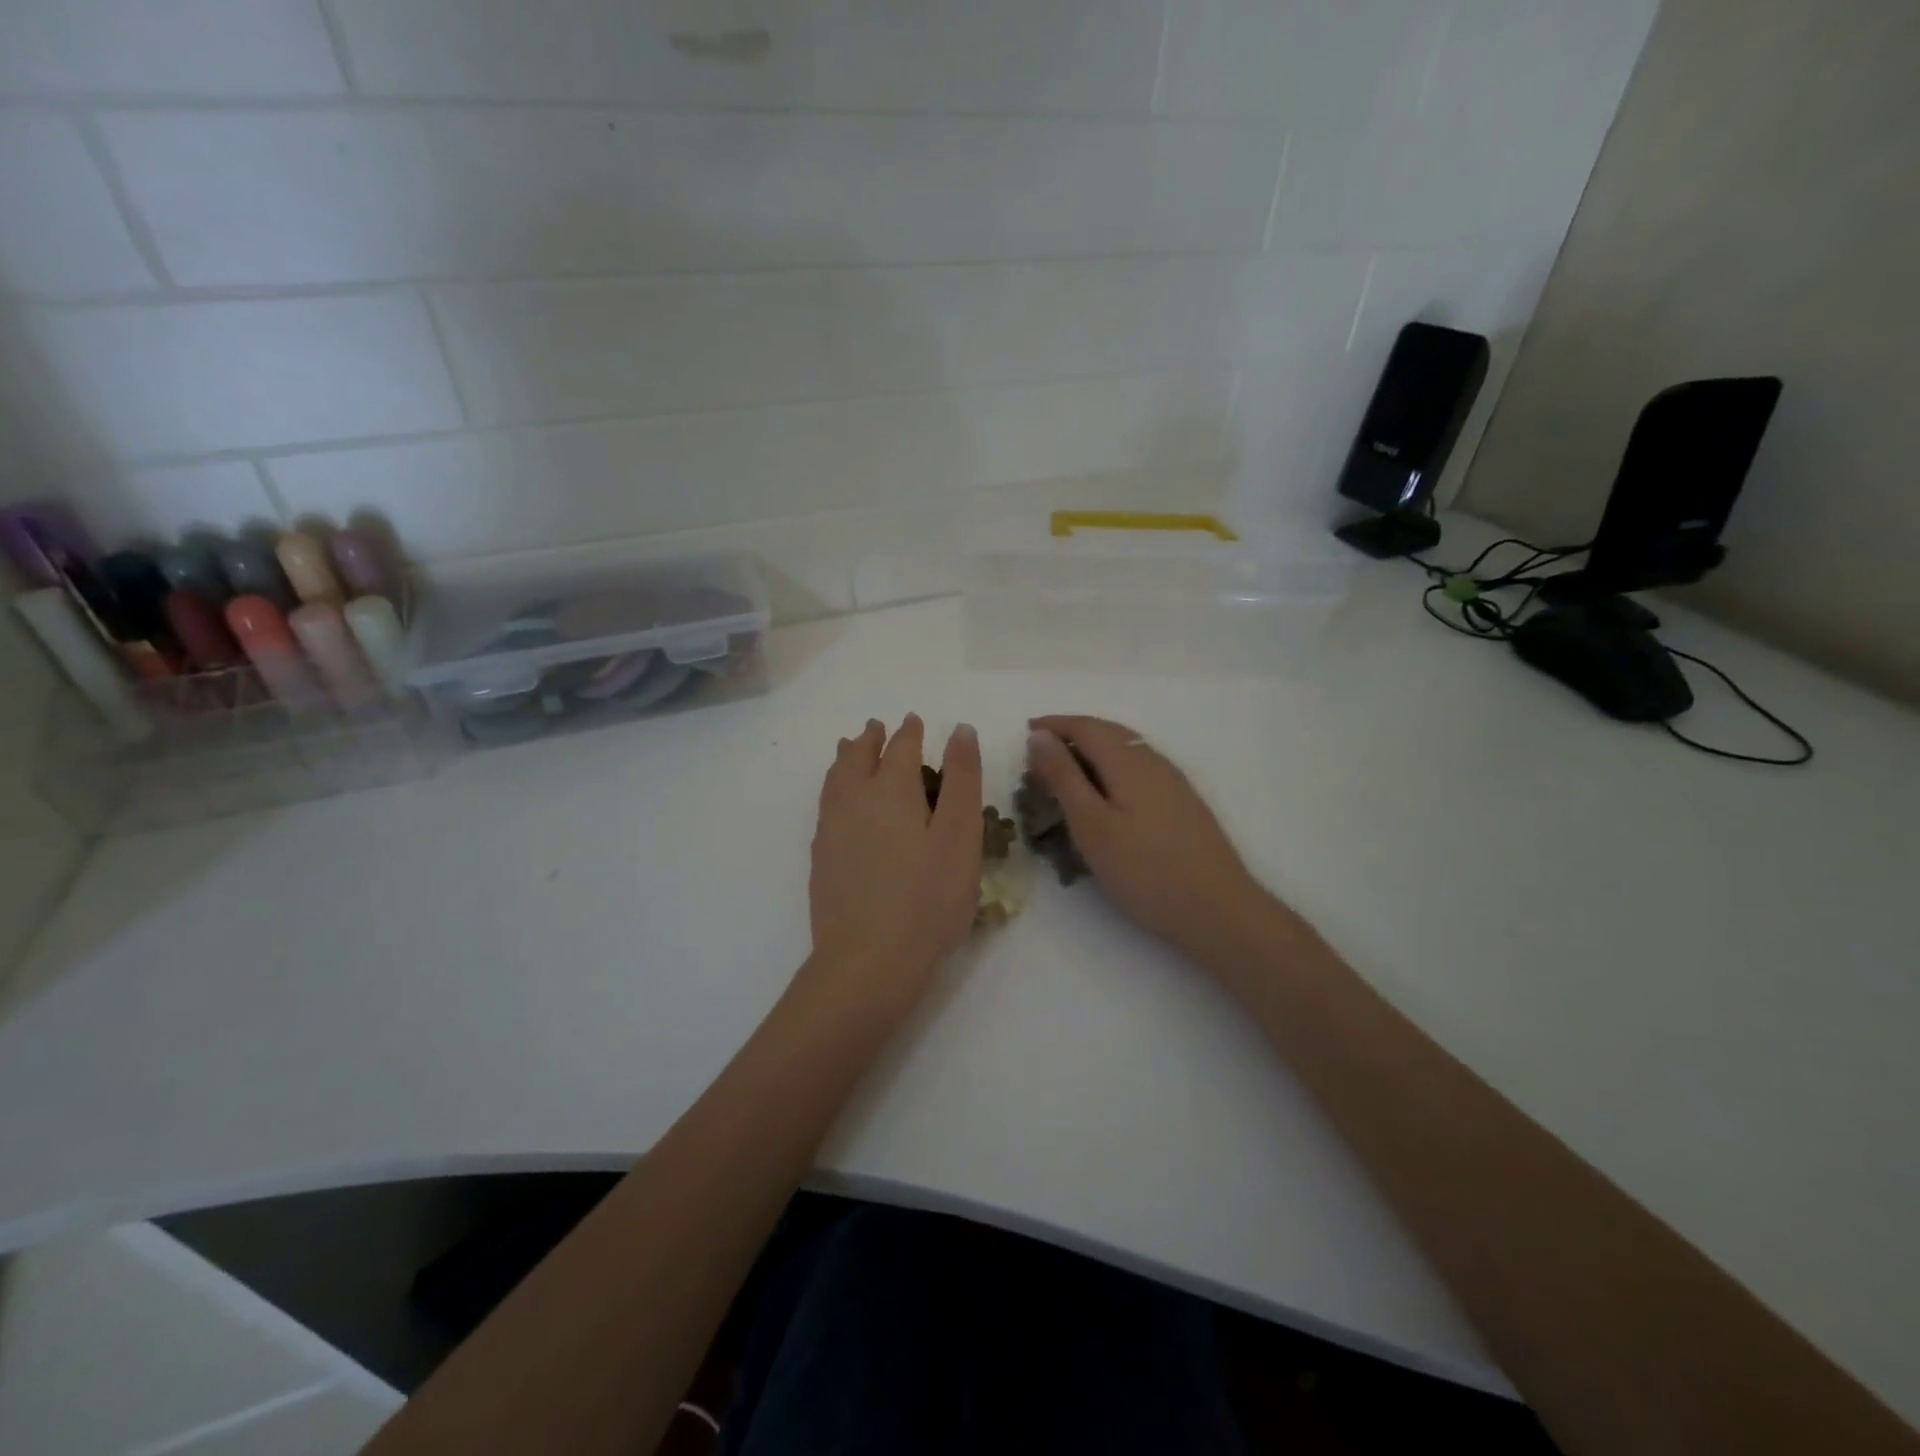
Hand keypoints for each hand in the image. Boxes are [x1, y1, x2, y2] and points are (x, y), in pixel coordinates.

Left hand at [807, 714, 982, 1008]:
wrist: (867, 960)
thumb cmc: (927, 898)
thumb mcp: (961, 835)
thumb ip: (962, 779)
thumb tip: (960, 730)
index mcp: (891, 789)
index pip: (901, 747)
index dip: (910, 732)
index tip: (914, 721)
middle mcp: (854, 799)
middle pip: (858, 756)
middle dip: (870, 738)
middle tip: (877, 727)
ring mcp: (832, 829)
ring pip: (835, 778)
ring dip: (846, 757)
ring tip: (849, 748)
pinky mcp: (821, 857)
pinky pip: (825, 804)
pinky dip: (833, 787)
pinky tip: (838, 801)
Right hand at [1026, 715, 1269, 960]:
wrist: (1217, 909)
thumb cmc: (1144, 870)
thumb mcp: (1091, 825)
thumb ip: (1064, 777)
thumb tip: (1040, 736)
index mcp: (1129, 761)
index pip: (1086, 726)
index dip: (1054, 725)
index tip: (1025, 733)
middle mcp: (1154, 761)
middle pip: (1108, 733)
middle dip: (1072, 736)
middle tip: (1040, 755)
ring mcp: (1173, 782)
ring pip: (1126, 751)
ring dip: (1092, 752)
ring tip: (1066, 774)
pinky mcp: (1182, 803)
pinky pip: (1138, 769)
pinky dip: (1111, 770)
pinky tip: (1106, 796)